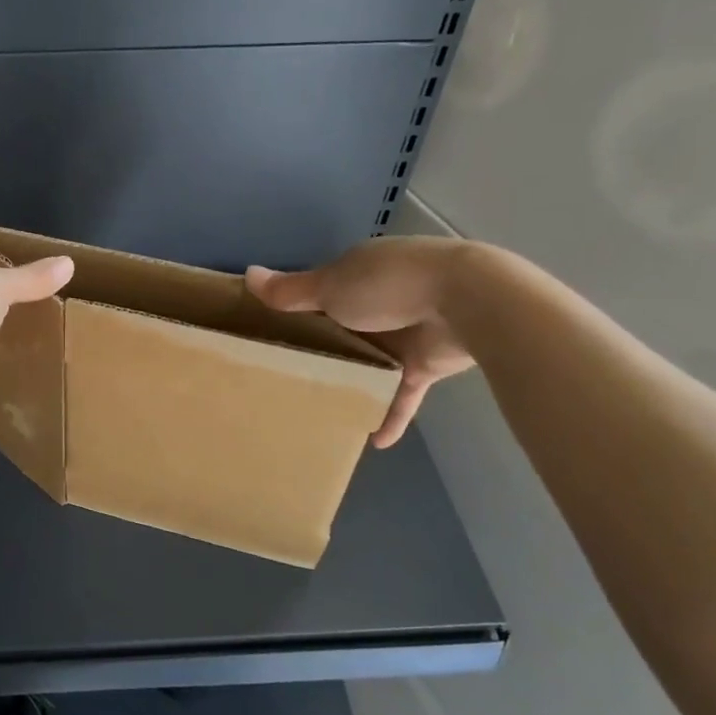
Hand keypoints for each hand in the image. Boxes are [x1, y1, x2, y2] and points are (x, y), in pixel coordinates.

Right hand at [247, 237, 476, 446]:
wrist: (469, 301)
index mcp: (356, 275)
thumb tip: (246, 274)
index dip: (298, 312)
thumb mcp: (330, 287)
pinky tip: (373, 440)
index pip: (320, 294)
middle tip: (289, 380)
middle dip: (323, 352)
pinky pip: (401, 393)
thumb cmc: (388, 286)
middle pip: (343, 330)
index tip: (273, 337)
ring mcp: (406, 333)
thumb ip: (290, 291)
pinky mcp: (426, 364)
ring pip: (371, 363)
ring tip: (322, 409)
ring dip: (354, 383)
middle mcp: (380, 301)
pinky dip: (390, 414)